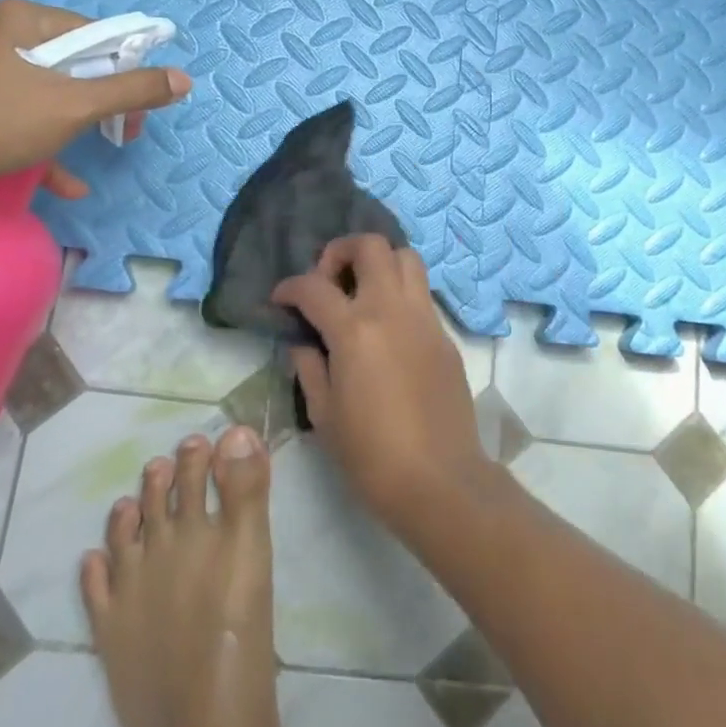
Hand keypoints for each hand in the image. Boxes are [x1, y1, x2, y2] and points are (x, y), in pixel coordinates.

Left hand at [0, 0, 190, 197]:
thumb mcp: (74, 107)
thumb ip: (132, 91)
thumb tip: (184, 79)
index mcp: (23, 18)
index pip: (95, 32)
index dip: (126, 69)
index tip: (138, 107)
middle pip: (72, 61)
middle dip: (103, 100)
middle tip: (124, 131)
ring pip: (46, 88)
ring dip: (78, 123)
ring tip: (101, 149)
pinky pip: (17, 109)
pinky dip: (43, 138)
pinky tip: (64, 182)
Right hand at [272, 235, 486, 529]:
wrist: (440, 480)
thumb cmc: (371, 455)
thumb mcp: (324, 414)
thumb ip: (309, 367)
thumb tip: (303, 343)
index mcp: (355, 330)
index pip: (314, 286)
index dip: (290, 287)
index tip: (281, 299)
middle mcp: (392, 310)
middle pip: (370, 246)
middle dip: (340, 251)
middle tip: (328, 281)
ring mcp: (424, 319)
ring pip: (406, 258)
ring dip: (378, 263)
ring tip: (361, 293)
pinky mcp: (444, 335)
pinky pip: (421, 293)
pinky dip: (399, 292)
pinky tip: (386, 326)